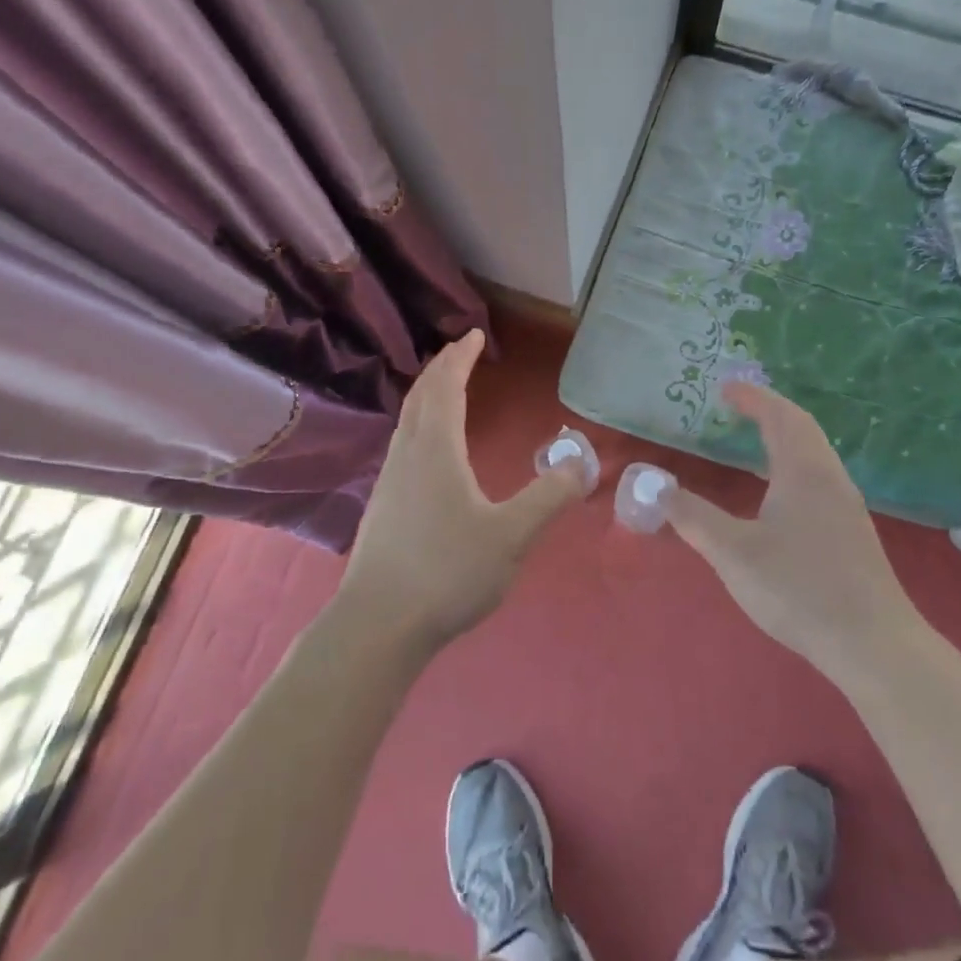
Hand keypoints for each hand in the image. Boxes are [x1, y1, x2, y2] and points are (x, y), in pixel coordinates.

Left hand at [340, 329, 586, 651]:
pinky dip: (419, 425)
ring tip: (445, 391)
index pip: (446, 389)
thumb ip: (550, 497)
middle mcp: (407, 456)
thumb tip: (582, 462)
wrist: (378, 625)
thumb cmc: (447, 572)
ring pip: (407, 422)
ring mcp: (389, 482)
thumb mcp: (512, 536)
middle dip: (440, 368)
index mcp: (436, 451)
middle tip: (460, 350)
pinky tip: (429, 452)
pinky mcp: (382, 508)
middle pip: (420, 398)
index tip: (474, 335)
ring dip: (427, 396)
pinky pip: (403, 446)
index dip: (460, 359)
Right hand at [667, 382, 916, 686]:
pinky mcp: (852, 533)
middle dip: (769, 411)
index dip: (752, 398)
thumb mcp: (734, 553)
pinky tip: (779, 496)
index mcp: (804, 472)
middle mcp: (830, 479)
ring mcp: (847, 506)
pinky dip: (794, 465)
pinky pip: (819, 478)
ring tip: (755, 444)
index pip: (780, 416)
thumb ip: (693, 517)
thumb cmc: (799, 589)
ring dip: (785, 439)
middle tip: (738, 408)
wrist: (873, 643)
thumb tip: (655, 487)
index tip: (725, 389)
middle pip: (803, 429)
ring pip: (815, 455)